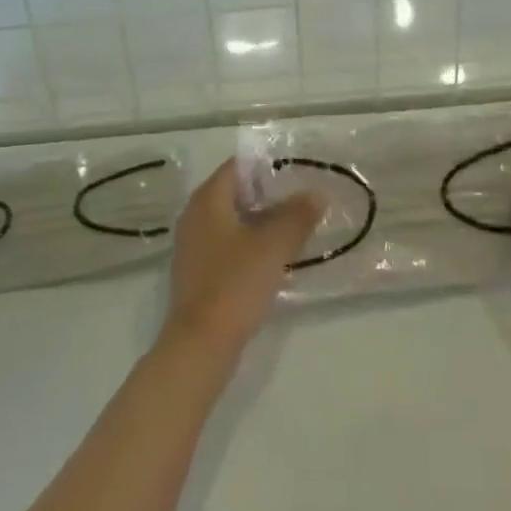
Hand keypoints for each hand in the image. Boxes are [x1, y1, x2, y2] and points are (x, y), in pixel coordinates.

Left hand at [161, 159, 322, 356]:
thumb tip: (317, 193)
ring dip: (260, 220)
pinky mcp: (198, 272)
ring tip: (294, 226)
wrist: (200, 344)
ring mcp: (193, 246)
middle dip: (267, 194)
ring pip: (231, 220)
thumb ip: (297, 216)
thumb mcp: (274, 246)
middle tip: (301, 199)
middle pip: (234, 192)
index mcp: (207, 200)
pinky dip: (249, 243)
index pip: (237, 166)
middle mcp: (194, 216)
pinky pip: (226, 244)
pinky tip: (273, 257)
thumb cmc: (235, 284)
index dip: (266, 165)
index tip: (296, 172)